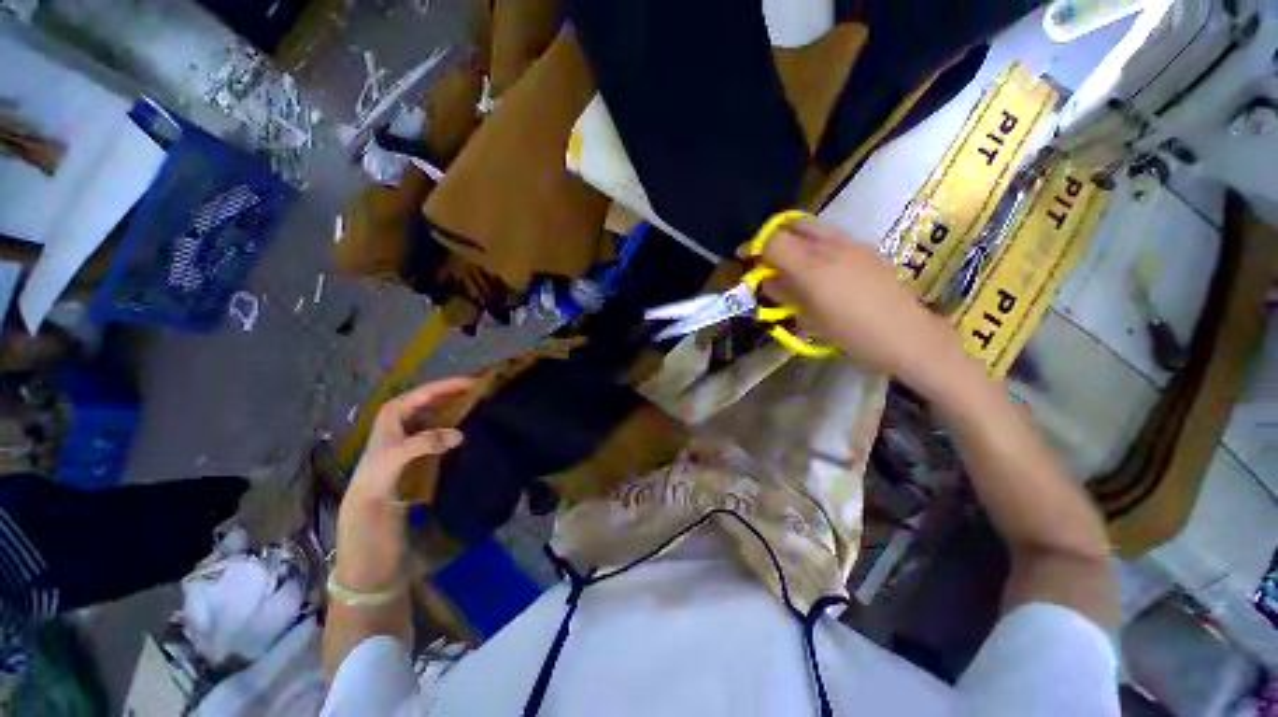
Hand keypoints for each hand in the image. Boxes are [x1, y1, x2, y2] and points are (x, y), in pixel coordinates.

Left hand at [335, 377, 475, 591]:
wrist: (370, 564)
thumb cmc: (370, 521)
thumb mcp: (384, 481)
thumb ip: (416, 450)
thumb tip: (459, 433)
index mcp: (384, 438)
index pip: (410, 401)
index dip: (438, 388)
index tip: (469, 383)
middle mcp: (396, 443)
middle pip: (422, 409)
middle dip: (449, 396)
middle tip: (481, 391)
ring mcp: (410, 459)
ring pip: (432, 425)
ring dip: (454, 413)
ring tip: (481, 407)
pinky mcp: (422, 476)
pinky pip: (440, 446)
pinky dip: (456, 436)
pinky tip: (473, 437)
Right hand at [759, 220, 962, 387]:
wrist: (906, 335)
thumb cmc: (851, 334)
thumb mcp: (808, 319)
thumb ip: (784, 295)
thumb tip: (768, 280)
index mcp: (811, 267)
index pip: (773, 241)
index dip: (755, 246)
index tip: (747, 258)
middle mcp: (830, 247)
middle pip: (793, 225)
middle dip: (776, 237)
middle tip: (771, 258)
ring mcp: (852, 244)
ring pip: (815, 227)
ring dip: (798, 239)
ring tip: (795, 263)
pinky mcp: (867, 249)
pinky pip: (834, 237)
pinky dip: (818, 245)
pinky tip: (824, 269)